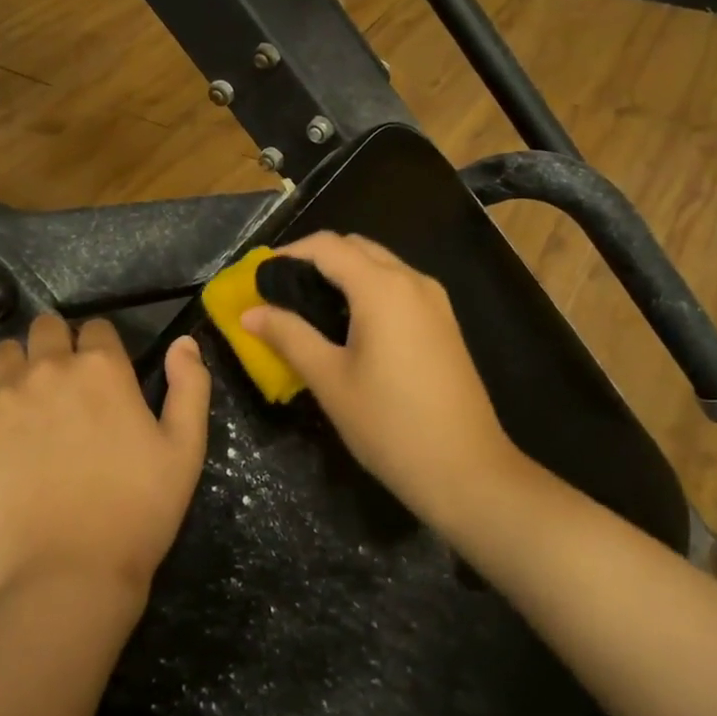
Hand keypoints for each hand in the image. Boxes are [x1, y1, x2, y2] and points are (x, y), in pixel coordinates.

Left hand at [0, 313, 211, 611]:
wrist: (66, 577)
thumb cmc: (137, 513)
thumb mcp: (185, 450)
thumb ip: (190, 386)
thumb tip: (184, 341)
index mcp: (101, 368)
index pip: (95, 328)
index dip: (100, 349)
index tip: (102, 378)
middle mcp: (47, 369)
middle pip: (44, 329)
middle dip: (55, 347)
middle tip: (63, 390)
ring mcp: (0, 399)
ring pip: (3, 357)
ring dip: (17, 372)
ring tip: (27, 414)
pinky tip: (0, 455)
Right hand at [240, 232, 524, 525]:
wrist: (466, 469)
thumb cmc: (389, 424)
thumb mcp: (329, 380)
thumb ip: (289, 336)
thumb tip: (250, 312)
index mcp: (382, 288)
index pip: (328, 246)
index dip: (289, 253)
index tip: (259, 276)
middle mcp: (413, 281)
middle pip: (357, 247)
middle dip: (316, 259)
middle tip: (281, 291)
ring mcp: (435, 301)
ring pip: (382, 265)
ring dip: (344, 273)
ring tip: (309, 307)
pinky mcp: (444, 323)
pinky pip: (399, 287)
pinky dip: (368, 289)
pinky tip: (349, 325)